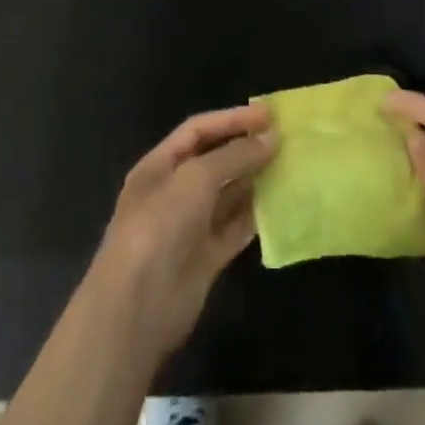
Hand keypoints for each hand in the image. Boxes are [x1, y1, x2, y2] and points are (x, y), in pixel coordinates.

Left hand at [85, 104, 276, 367]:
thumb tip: (271, 138)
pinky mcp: (205, 259)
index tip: (268, 116)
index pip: (199, 130)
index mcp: (160, 165)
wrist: (136, 308)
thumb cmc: (160, 225)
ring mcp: (189, 227)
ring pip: (227, 195)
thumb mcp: (196, 177)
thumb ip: (235, 155)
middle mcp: (174, 192)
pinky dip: (255, 217)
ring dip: (255, 181)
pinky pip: (234, 229)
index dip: (232, 119)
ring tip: (288, 168)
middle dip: (246, 149)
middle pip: (214, 161)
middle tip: (285, 140)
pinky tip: (280, 206)